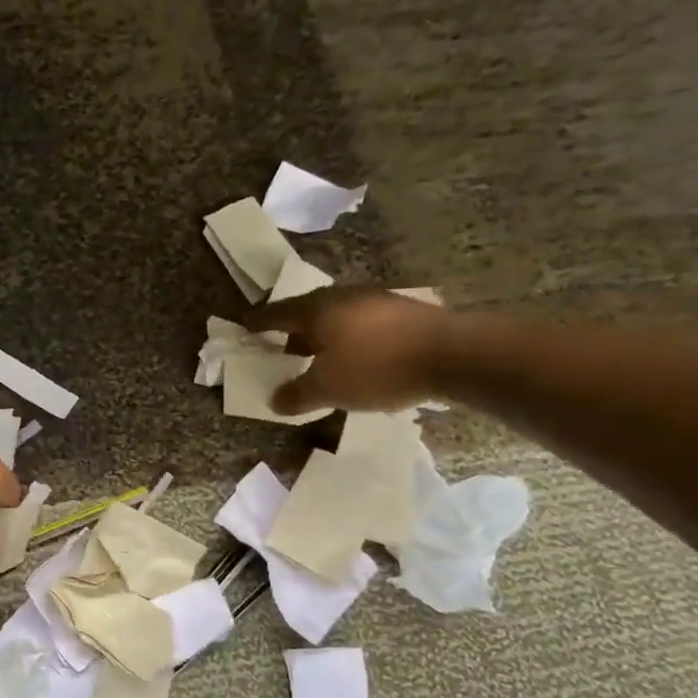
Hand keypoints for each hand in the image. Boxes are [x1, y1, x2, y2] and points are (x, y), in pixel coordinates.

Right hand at [245, 286, 451, 415]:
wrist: (454, 354)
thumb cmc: (377, 367)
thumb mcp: (328, 389)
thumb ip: (297, 394)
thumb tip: (274, 400)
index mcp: (316, 310)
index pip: (276, 313)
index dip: (257, 322)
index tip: (243, 326)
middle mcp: (342, 297)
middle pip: (307, 312)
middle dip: (292, 331)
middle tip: (281, 348)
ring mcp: (376, 301)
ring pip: (337, 317)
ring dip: (324, 335)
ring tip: (320, 358)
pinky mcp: (404, 311)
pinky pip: (363, 323)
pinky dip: (350, 338)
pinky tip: (358, 358)